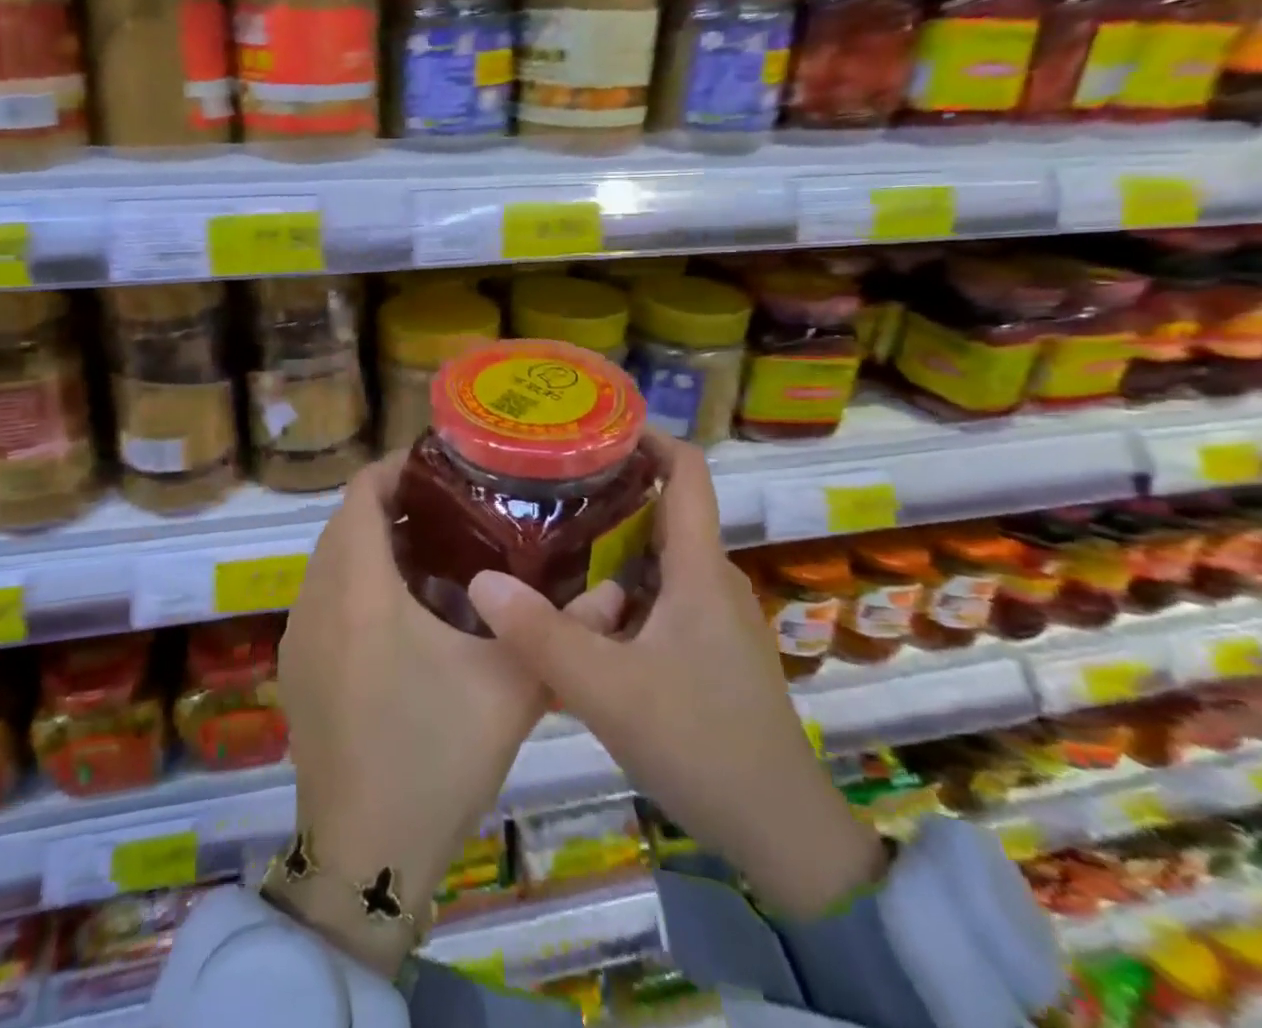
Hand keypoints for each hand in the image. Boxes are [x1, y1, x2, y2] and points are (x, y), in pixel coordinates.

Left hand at [275, 453, 624, 974]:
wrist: (363, 856)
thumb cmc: (433, 757)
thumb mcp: (508, 689)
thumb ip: (559, 631)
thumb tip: (616, 592)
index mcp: (359, 588)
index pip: (360, 493)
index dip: (394, 468)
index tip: (441, 467)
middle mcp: (316, 600)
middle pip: (345, 523)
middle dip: (391, 505)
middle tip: (452, 509)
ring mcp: (299, 636)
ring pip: (330, 561)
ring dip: (371, 545)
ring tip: (434, 553)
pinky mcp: (296, 669)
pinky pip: (322, 598)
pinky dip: (354, 583)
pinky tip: (402, 614)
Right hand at [466, 431, 886, 919]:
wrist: (781, 833)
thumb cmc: (703, 743)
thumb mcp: (610, 690)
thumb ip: (542, 636)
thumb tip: (480, 581)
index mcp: (698, 567)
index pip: (688, 471)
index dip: (648, 437)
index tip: (591, 428)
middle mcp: (709, 579)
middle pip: (663, 508)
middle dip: (610, 488)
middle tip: (545, 483)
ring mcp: (711, 618)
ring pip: (656, 557)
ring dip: (609, 541)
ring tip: (548, 534)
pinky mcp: (705, 651)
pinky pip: (657, 596)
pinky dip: (618, 586)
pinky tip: (575, 608)